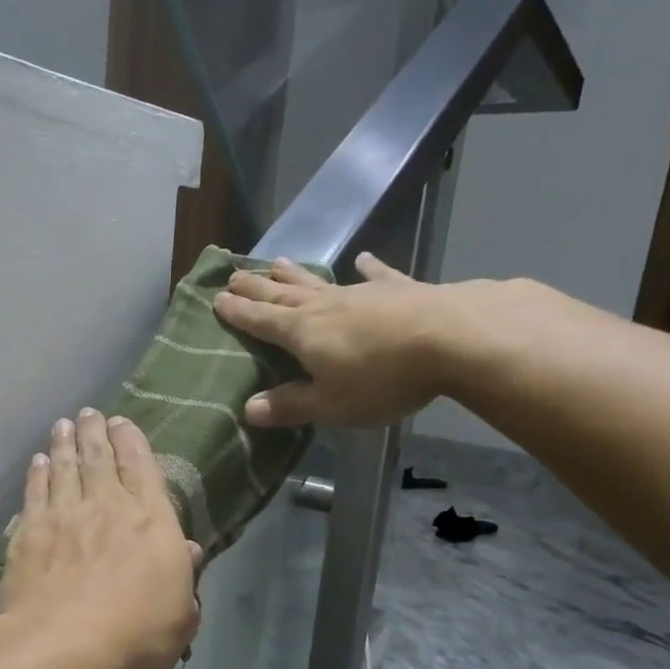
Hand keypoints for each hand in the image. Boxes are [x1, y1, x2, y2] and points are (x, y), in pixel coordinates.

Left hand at [0, 409, 202, 668]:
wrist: (62, 646)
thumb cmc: (135, 636)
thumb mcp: (181, 616)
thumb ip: (185, 578)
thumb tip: (188, 549)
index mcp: (151, 521)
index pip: (142, 467)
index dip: (132, 441)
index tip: (122, 423)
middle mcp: (107, 506)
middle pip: (99, 458)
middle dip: (95, 432)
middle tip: (89, 414)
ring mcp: (64, 515)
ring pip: (64, 467)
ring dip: (64, 444)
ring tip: (63, 425)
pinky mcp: (30, 532)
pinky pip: (35, 492)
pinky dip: (37, 474)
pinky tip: (37, 463)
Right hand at [213, 253, 470, 427]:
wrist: (453, 340)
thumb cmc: (382, 379)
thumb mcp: (331, 404)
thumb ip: (290, 406)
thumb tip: (248, 409)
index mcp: (303, 333)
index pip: (260, 321)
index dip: (237, 312)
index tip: (216, 298)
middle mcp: (325, 306)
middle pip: (282, 295)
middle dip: (256, 288)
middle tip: (234, 274)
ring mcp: (362, 294)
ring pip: (319, 282)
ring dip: (295, 274)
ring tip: (275, 262)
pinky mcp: (399, 289)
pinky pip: (376, 276)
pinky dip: (368, 268)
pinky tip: (362, 260)